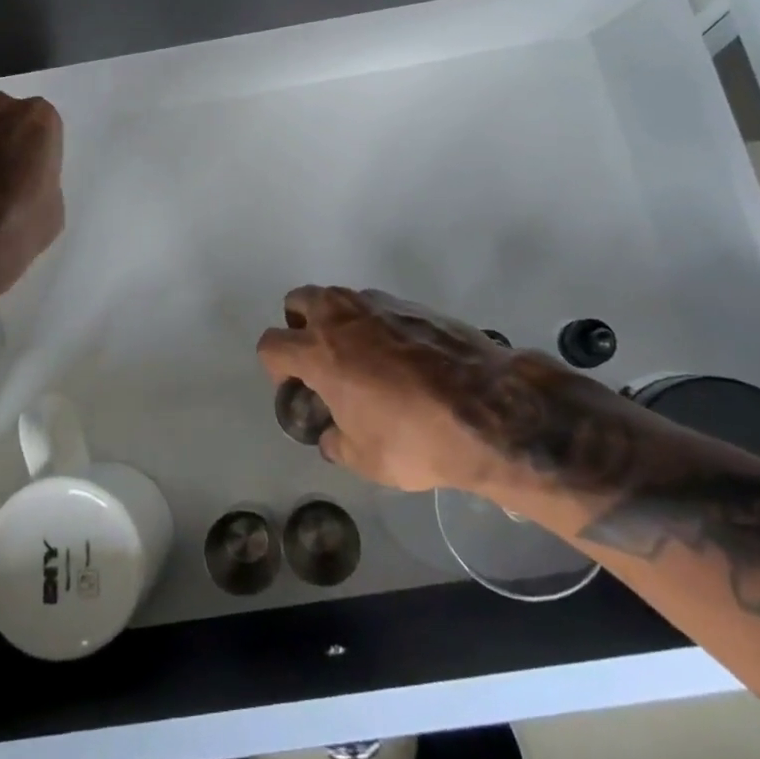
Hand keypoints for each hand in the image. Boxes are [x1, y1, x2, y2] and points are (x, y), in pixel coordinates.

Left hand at [0, 90, 64, 316]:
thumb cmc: (14, 229)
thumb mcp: (52, 212)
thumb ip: (43, 181)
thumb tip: (29, 183)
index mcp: (36, 121)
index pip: (44, 120)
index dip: (41, 145)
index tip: (39, 168)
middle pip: (4, 112)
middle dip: (7, 133)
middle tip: (12, 169)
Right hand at [256, 286, 517, 493]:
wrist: (489, 408)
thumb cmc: (416, 438)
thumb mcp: (365, 459)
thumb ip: (337, 441)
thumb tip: (332, 435)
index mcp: (319, 352)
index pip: (271, 344)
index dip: (275, 367)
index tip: (294, 386)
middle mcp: (342, 317)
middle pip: (299, 301)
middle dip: (300, 325)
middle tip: (321, 360)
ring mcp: (381, 305)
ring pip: (342, 299)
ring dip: (340, 322)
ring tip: (364, 360)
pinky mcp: (416, 305)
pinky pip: (379, 308)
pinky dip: (378, 326)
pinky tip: (403, 360)